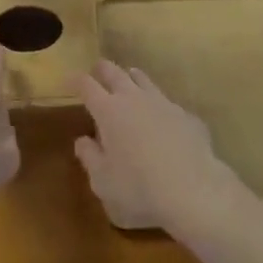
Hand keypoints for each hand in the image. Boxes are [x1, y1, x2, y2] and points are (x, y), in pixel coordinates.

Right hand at [75, 60, 238, 232]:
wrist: (193, 191)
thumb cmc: (139, 189)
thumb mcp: (103, 182)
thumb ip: (89, 157)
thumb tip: (82, 140)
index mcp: (108, 111)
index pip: (86, 85)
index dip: (75, 80)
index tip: (68, 80)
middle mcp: (133, 97)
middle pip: (113, 71)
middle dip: (101, 70)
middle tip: (96, 75)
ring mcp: (162, 102)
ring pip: (141, 78)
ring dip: (130, 78)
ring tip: (127, 83)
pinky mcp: (185, 114)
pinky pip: (167, 102)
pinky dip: (158, 106)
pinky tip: (162, 119)